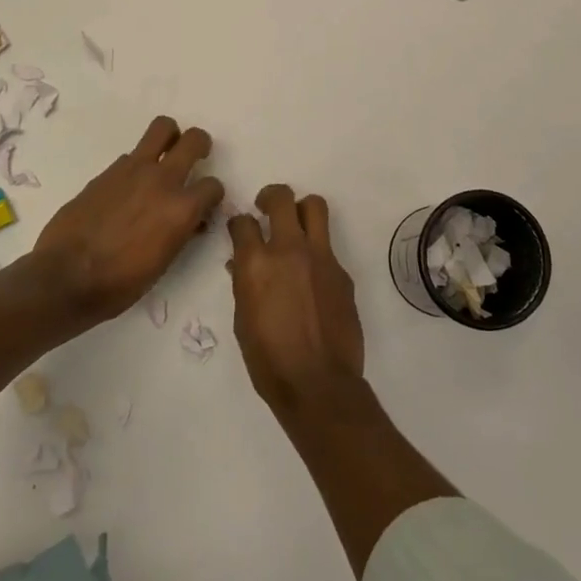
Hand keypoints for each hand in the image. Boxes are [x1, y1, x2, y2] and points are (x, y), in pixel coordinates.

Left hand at [32, 117, 223, 319]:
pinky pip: (132, 155)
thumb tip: (189, 220)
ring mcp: (132, 170)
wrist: (65, 278)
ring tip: (164, 155)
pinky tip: (127, 187)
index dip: (212, 195)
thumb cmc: (120, 283)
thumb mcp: (164, 262)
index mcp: (181, 209)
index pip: (213, 185)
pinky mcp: (107, 171)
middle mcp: (162, 180)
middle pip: (194, 139)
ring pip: (162, 128)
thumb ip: (181, 231)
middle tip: (195, 156)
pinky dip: (137, 165)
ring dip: (169, 138)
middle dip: (200, 145)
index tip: (204, 204)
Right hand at [228, 184, 365, 413]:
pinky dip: (316, 252)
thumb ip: (243, 285)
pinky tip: (312, 277)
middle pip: (282, 199)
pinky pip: (328, 247)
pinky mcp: (342, 272)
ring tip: (295, 226)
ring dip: (302, 210)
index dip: (239, 224)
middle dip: (271, 197)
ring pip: (315, 207)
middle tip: (266, 209)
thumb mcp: (243, 321)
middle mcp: (289, 250)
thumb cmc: (268, 360)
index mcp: (256, 263)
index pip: (243, 222)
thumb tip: (241, 266)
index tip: (240, 230)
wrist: (318, 383)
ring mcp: (320, 258)